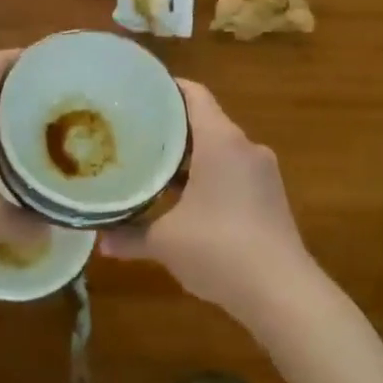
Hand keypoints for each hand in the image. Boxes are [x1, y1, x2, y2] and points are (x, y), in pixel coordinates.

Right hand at [98, 80, 311, 316]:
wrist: (283, 293)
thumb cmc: (219, 250)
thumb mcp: (165, 242)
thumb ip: (130, 236)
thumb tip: (100, 240)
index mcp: (221, 141)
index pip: (194, 95)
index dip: (166, 88)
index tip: (136, 92)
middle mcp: (245, 148)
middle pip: (204, 122)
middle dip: (170, 128)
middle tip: (132, 132)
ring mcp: (262, 173)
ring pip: (219, 150)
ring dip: (188, 157)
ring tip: (151, 165)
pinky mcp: (270, 198)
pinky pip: (232, 173)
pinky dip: (207, 177)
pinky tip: (182, 199)